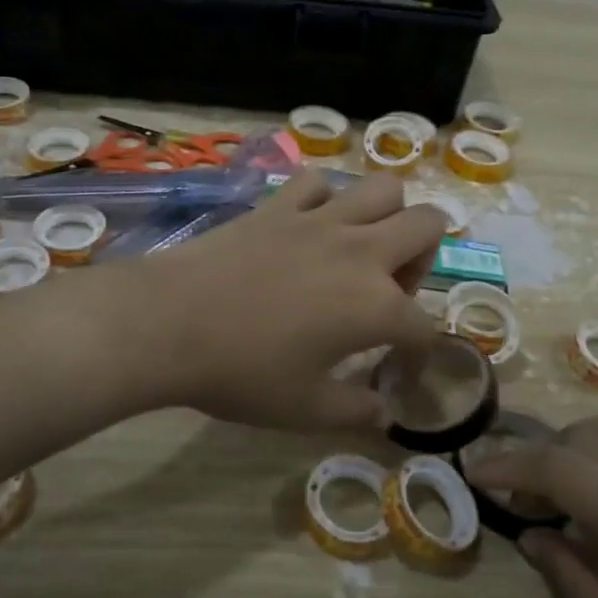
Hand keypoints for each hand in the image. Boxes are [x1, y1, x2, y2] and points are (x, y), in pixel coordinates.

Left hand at [117, 170, 444, 432]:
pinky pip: (317, 184)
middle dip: (425, 257)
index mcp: (376, 306)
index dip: (420, 351)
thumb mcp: (305, 410)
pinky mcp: (278, 205)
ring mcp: (319, 220)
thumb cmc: (241, 372)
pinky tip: (307, 227)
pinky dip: (323, 200)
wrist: (169, 323)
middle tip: (389, 289)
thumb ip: (355, 412)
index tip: (402, 367)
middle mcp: (360, 252)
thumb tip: (384, 414)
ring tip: (360, 248)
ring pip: (383, 188)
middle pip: (428, 224)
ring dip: (386, 215)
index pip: (424, 326)